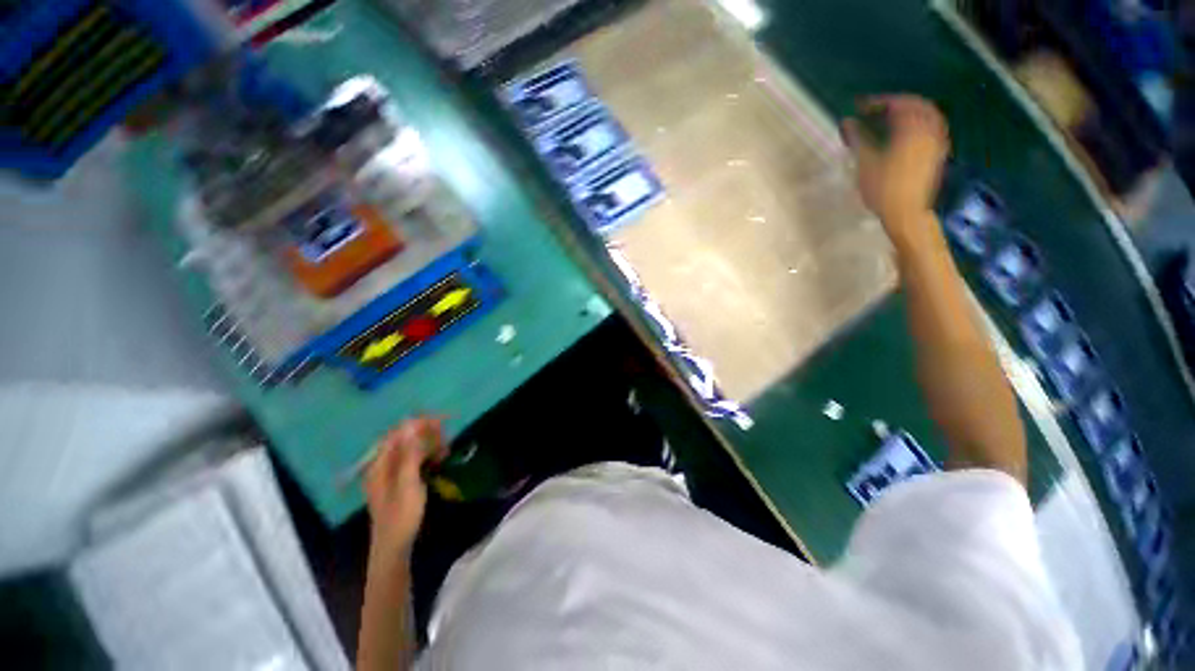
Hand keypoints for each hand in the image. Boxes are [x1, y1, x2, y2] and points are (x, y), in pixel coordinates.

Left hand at [364, 416, 447, 561]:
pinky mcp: (400, 480)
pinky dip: (427, 455)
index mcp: (380, 464)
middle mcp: (383, 465)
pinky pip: (414, 459)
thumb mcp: (407, 483)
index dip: (419, 423)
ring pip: (411, 449)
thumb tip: (412, 427)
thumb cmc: (401, 515)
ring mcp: (391, 473)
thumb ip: (409, 454)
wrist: (394, 546)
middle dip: (426, 433)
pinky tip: (440, 458)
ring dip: (429, 443)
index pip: (398, 433)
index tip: (441, 420)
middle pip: (404, 439)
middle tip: (447, 434)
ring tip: (446, 446)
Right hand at [841, 95, 949, 234]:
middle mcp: (927, 130)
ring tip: (896, 115)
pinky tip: (913, 128)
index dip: (878, 101)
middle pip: (917, 104)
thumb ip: (858, 139)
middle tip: (879, 107)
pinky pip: (935, 126)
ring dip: (913, 109)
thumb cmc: (883, 190)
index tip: (861, 106)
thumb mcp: (866, 164)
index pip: (896, 104)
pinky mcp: (938, 152)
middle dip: (898, 101)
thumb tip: (846, 121)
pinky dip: (924, 120)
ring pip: (930, 114)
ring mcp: (936, 141)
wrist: (906, 212)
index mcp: (909, 130)